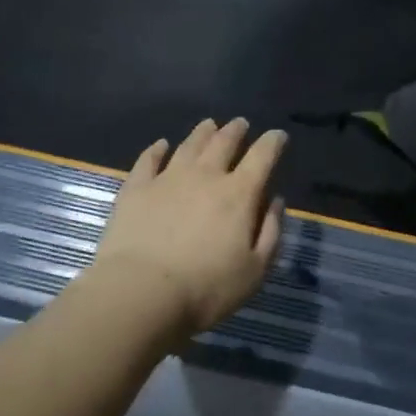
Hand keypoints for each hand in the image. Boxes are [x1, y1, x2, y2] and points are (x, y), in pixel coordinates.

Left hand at [87, 118, 287, 342]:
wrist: (141, 292)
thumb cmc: (206, 289)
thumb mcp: (255, 271)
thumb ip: (271, 232)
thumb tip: (275, 200)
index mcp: (239, 194)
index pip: (262, 157)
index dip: (273, 143)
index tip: (278, 135)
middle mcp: (205, 176)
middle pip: (224, 143)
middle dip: (236, 131)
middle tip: (241, 123)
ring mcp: (168, 178)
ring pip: (189, 145)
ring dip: (203, 132)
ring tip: (209, 124)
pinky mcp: (137, 188)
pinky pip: (149, 159)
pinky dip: (157, 149)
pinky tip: (161, 145)